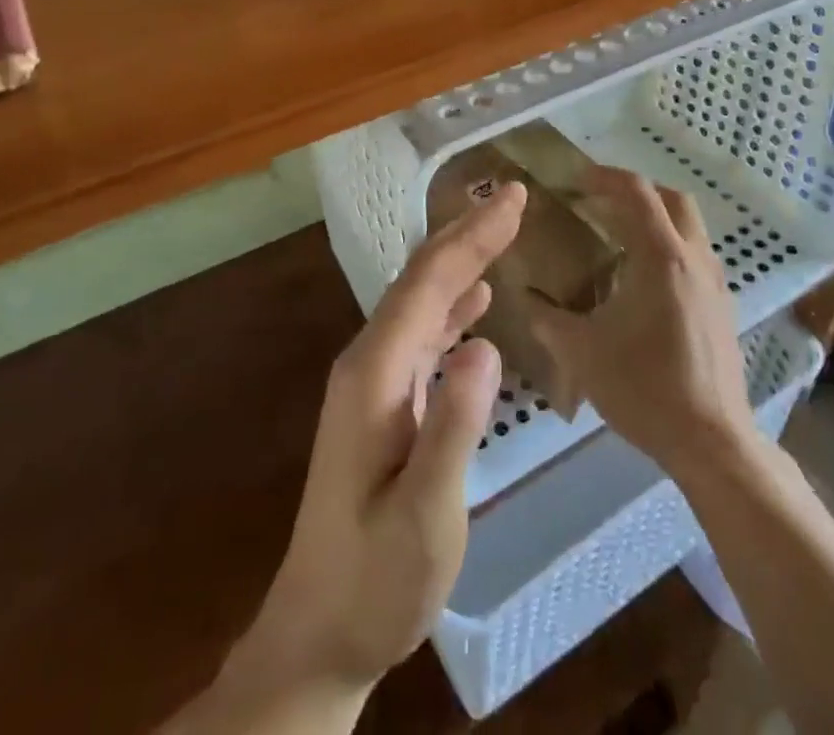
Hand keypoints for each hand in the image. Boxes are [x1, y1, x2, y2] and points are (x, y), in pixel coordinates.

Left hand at [211, 183, 524, 725]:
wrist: (318, 634)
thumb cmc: (375, 581)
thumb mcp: (425, 515)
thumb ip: (453, 426)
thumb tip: (485, 342)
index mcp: (374, 374)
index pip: (429, 284)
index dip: (473, 238)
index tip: (516, 200)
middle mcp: (368, 362)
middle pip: (421, 280)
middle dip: (468, 235)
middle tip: (515, 199)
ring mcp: (372, 381)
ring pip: (421, 301)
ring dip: (461, 261)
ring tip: (500, 230)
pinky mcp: (382, 401)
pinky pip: (421, 333)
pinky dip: (452, 303)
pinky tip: (476, 300)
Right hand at [526, 168, 755, 481]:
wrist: (711, 441)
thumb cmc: (644, 388)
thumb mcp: (582, 352)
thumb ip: (547, 319)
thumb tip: (524, 296)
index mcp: (661, 256)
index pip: (636, 192)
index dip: (605, 177)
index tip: (576, 179)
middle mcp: (694, 258)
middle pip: (672, 199)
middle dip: (636, 192)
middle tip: (600, 203)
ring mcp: (715, 283)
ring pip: (689, 227)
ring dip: (656, 219)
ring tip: (618, 239)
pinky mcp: (723, 307)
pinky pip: (696, 255)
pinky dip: (670, 247)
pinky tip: (644, 282)